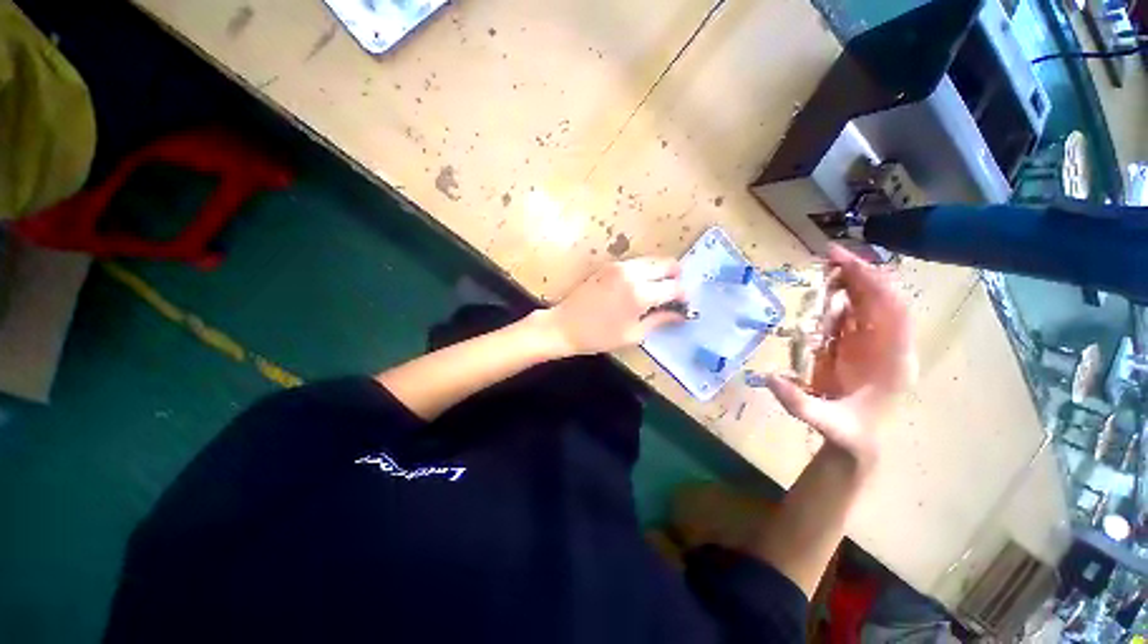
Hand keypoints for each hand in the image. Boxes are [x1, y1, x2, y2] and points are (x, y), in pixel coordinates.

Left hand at [542, 257, 685, 354]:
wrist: (565, 325)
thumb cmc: (599, 336)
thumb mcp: (633, 334)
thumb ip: (659, 320)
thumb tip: (679, 314)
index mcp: (641, 294)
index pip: (675, 287)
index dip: (683, 296)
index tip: (682, 304)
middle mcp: (633, 274)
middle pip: (667, 264)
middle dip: (675, 277)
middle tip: (672, 294)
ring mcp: (619, 266)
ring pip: (652, 260)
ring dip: (659, 272)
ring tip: (656, 291)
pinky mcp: (609, 265)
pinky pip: (636, 262)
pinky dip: (644, 271)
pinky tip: (638, 286)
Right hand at [764, 245, 916, 464]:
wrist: (855, 443)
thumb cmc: (848, 433)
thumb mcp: (824, 423)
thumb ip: (798, 403)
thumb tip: (768, 377)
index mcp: (893, 363)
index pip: (894, 313)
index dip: (874, 284)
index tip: (846, 262)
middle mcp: (888, 348)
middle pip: (882, 302)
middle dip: (861, 275)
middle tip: (829, 255)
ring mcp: (873, 346)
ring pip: (869, 306)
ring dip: (851, 284)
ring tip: (826, 268)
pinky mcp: (856, 348)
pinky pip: (852, 317)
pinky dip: (840, 301)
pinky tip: (827, 293)